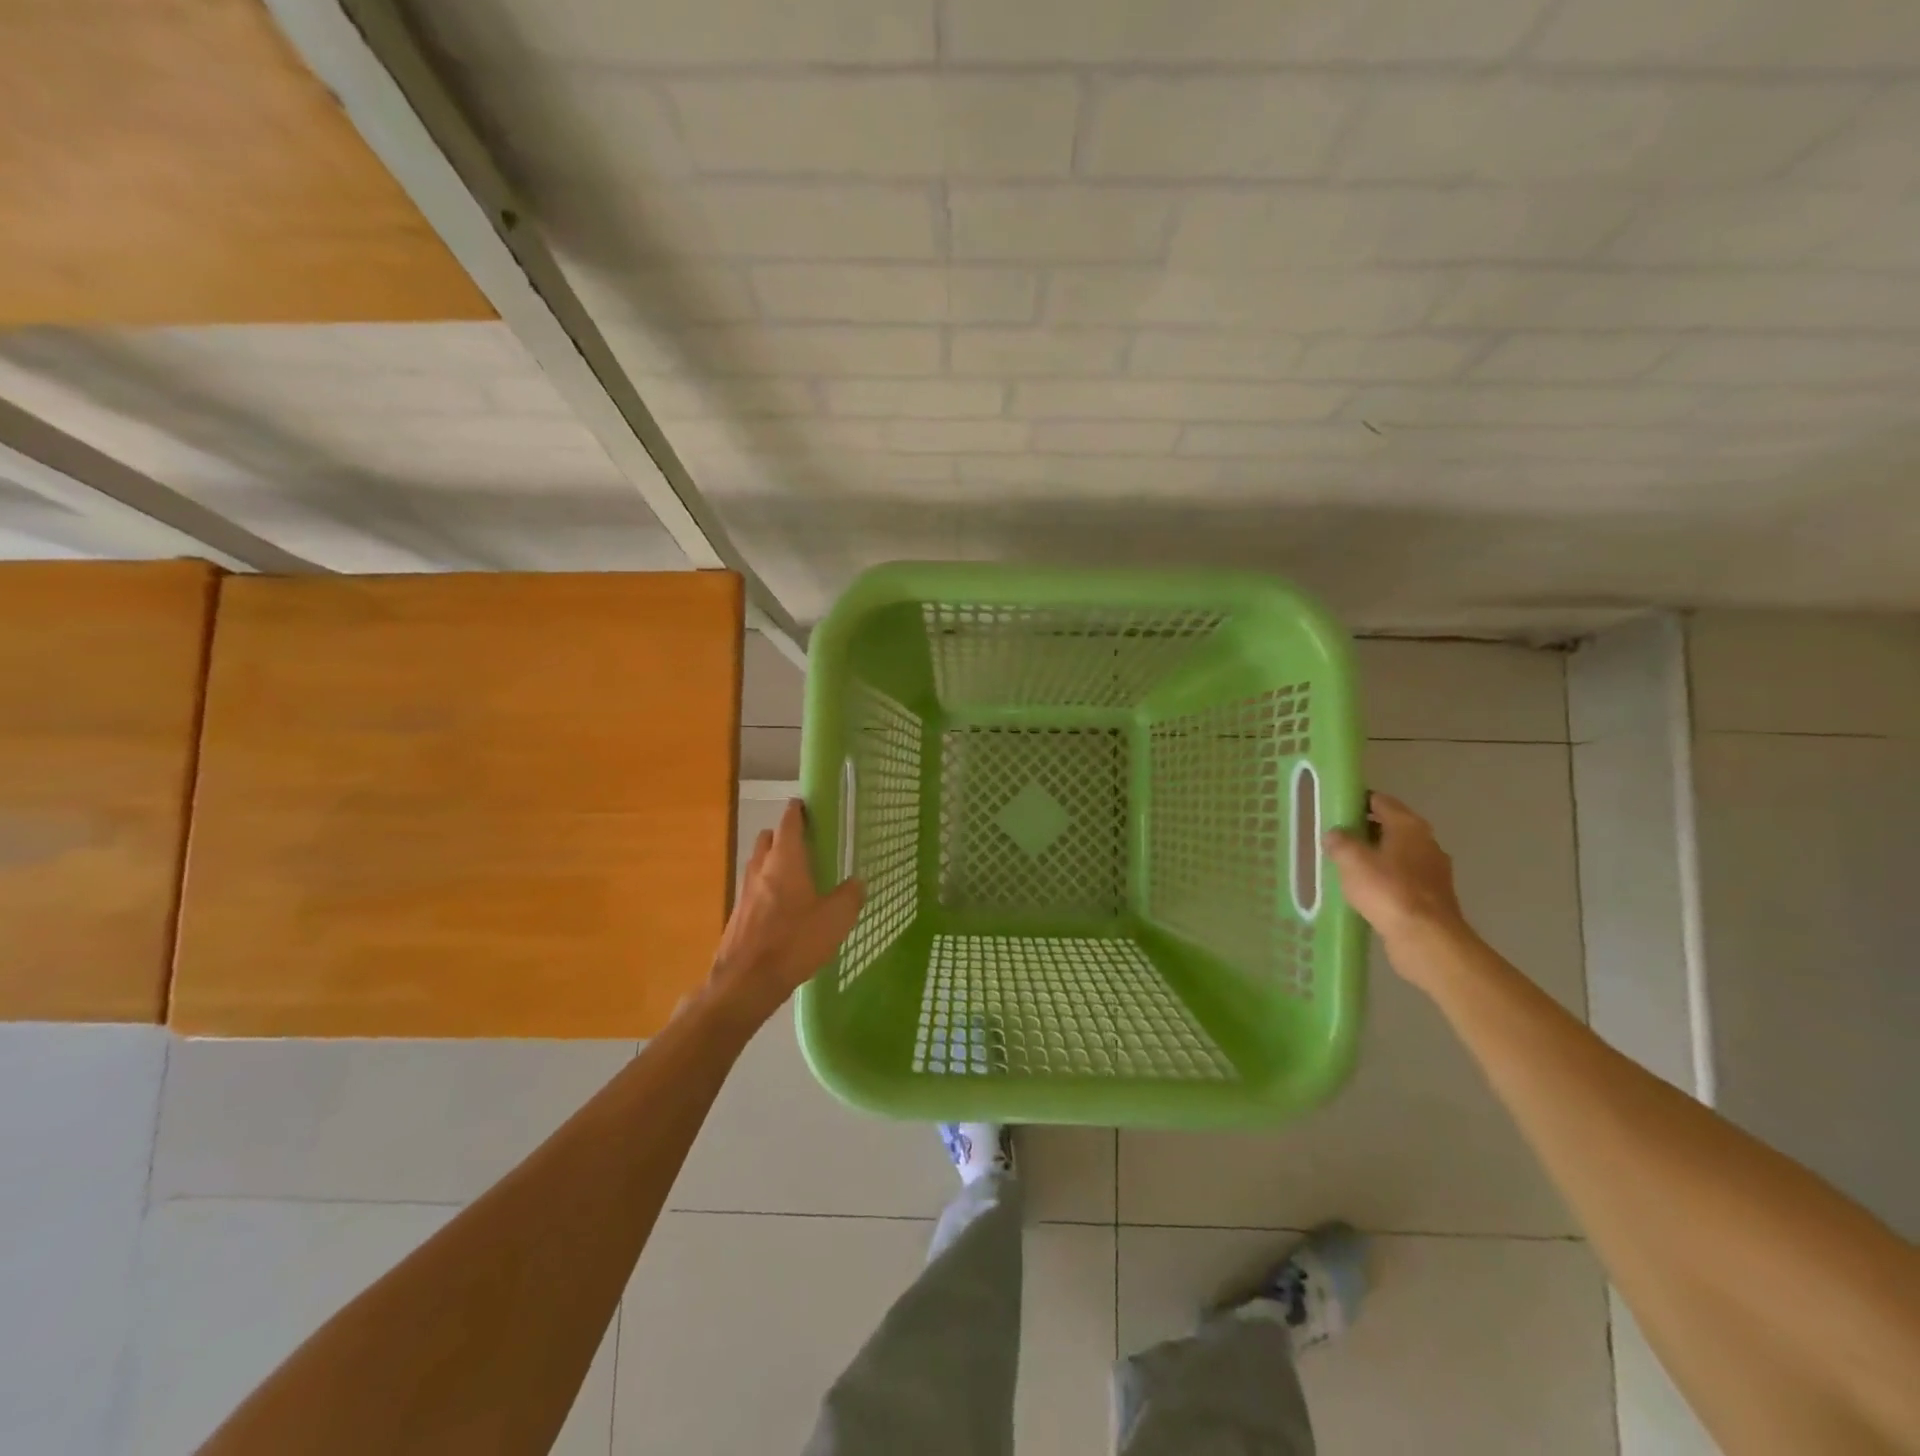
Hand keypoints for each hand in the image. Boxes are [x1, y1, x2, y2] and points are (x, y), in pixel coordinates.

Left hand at [706, 799, 863, 1027]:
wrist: (745, 982)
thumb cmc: (794, 942)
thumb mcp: (835, 919)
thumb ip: (849, 896)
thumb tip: (857, 881)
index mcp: (785, 860)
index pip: (789, 821)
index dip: (797, 810)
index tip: (806, 804)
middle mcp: (761, 869)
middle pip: (768, 839)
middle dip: (783, 835)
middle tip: (806, 843)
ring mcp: (745, 892)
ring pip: (758, 864)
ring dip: (773, 862)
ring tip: (797, 876)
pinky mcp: (738, 915)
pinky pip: (754, 890)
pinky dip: (767, 888)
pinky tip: (783, 909)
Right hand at [1324, 792, 1467, 953]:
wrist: (1426, 938)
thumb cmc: (1388, 890)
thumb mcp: (1352, 861)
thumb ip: (1340, 842)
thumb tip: (1335, 834)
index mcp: (1409, 826)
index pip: (1381, 801)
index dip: (1358, 800)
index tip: (1336, 807)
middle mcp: (1426, 842)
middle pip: (1391, 827)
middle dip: (1365, 829)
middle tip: (1336, 836)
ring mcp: (1433, 871)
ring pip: (1398, 854)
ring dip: (1375, 856)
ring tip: (1346, 864)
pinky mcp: (1433, 896)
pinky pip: (1403, 878)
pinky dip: (1385, 879)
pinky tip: (1365, 890)